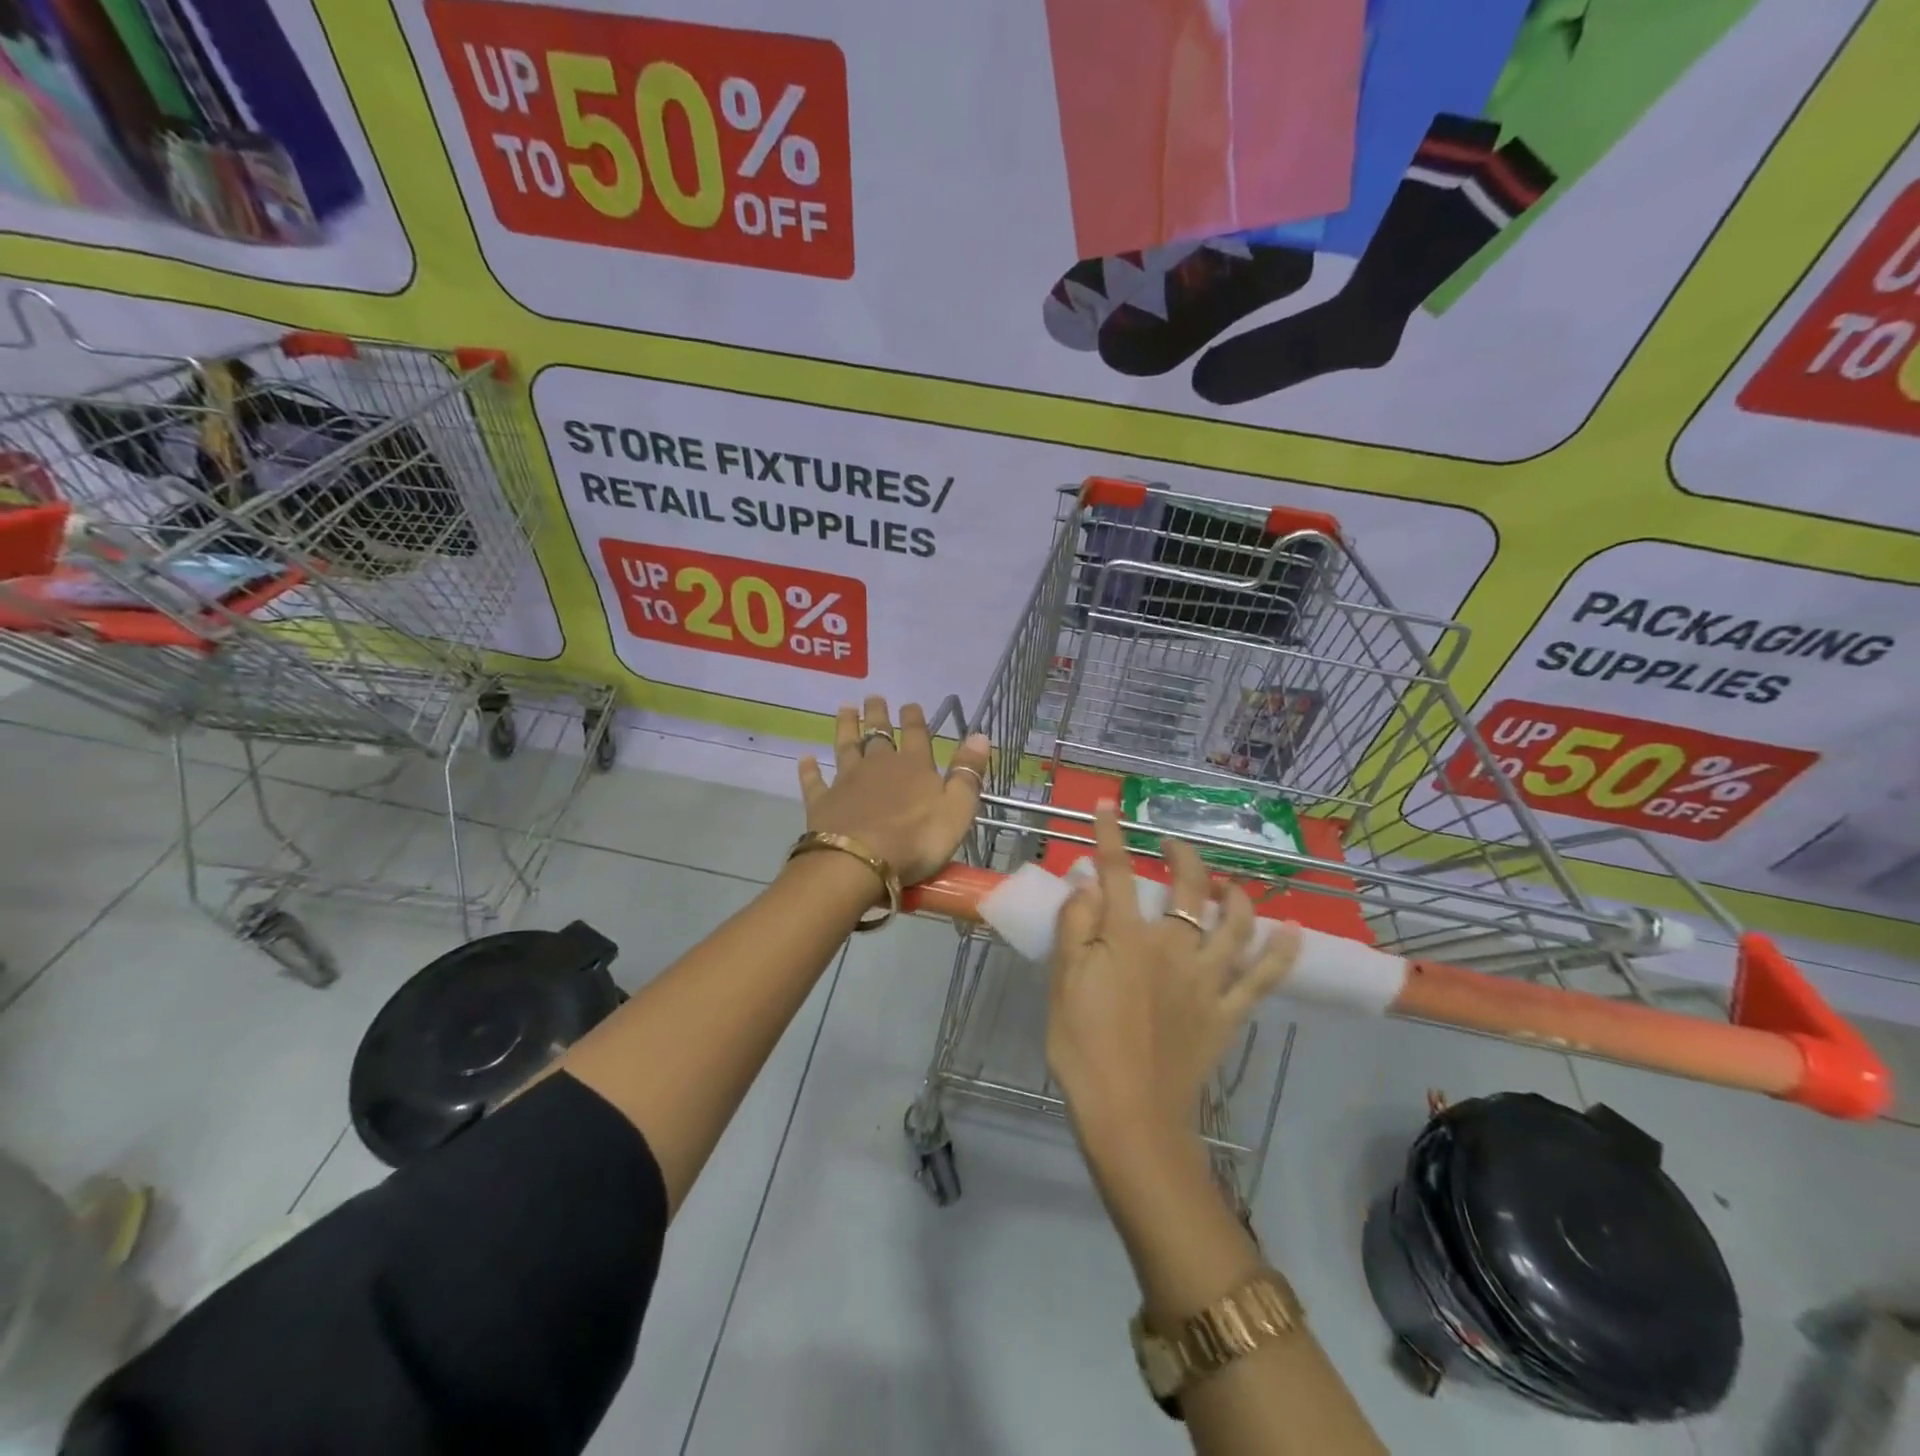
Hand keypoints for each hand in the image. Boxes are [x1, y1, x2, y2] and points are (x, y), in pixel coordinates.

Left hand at [797, 697, 990, 883]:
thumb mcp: (957, 809)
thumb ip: (968, 773)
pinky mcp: (823, 803)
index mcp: (914, 767)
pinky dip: (809, 769)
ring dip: (846, 727)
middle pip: (878, 734)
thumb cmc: (917, 840)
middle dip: (877, 715)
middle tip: (873, 696)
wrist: (861, 861)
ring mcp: (847, 782)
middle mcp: (879, 766)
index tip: (909, 703)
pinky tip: (805, 758)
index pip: (917, 735)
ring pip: (846, 747)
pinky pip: (815, 781)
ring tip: (844, 708)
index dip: (914, 719)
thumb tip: (980, 735)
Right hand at [1046, 804, 1299, 1141]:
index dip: (1111, 835)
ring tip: (1226, 882)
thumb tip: (1087, 881)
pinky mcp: (1227, 1012)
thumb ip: (1075, 925)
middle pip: (1188, 889)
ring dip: (1234, 894)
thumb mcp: (1063, 982)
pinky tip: (1291, 929)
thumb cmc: (1084, 1046)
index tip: (1110, 806)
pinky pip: (1263, 977)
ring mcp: (1206, 980)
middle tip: (1171, 845)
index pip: (1116, 872)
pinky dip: (1281, 951)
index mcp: (1127, 937)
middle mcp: (1173, 947)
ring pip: (1234, 924)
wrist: (1129, 1115)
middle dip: (1183, 857)